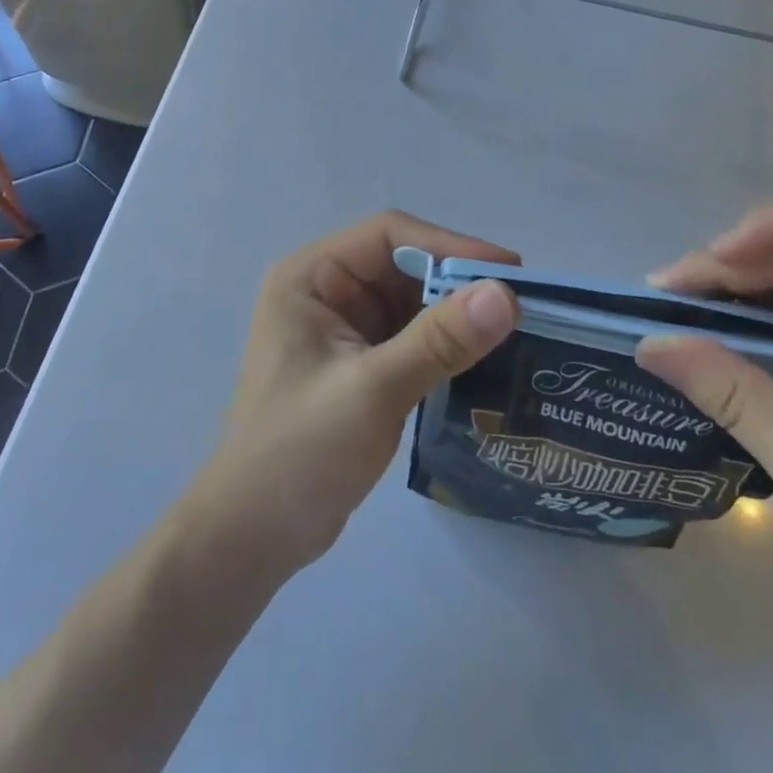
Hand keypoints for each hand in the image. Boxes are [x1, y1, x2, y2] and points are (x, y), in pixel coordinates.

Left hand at [179, 212, 521, 578]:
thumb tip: (505, 294)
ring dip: (455, 316)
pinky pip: (409, 338)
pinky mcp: (357, 365)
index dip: (450, 245)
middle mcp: (325, 292)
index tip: (509, 270)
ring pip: (411, 303)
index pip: (387, 235)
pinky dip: (444, 346)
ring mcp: (341, 330)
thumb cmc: (299, 452)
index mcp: (310, 277)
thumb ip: (439, 340)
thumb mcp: (373, 389)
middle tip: (521, 305)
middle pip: (403, 266)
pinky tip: (484, 361)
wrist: (251, 537)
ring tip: (515, 331)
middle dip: (458, 283)